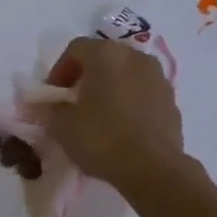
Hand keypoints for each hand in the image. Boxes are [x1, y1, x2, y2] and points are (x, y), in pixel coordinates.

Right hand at [46, 37, 184, 189]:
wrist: (152, 168)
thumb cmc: (101, 139)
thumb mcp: (62, 125)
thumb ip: (50, 109)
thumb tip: (44, 105)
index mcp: (106, 55)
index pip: (75, 48)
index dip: (59, 70)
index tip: (53, 95)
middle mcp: (135, 57)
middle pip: (104, 57)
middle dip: (86, 76)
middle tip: (73, 102)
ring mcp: (158, 77)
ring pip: (126, 74)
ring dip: (110, 87)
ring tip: (99, 115)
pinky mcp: (172, 100)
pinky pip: (143, 92)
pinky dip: (130, 101)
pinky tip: (122, 127)